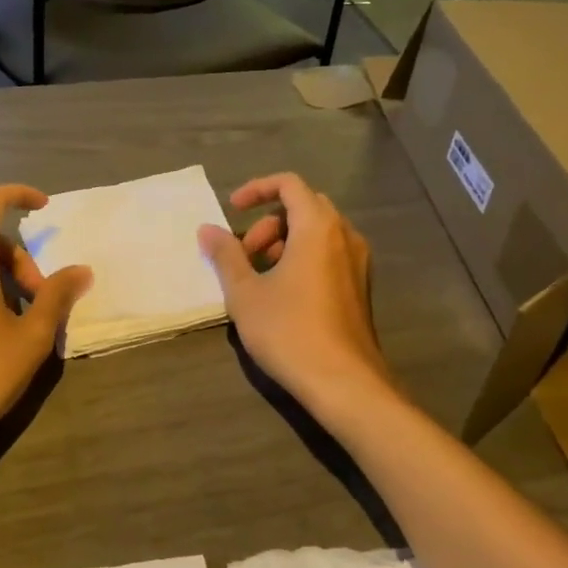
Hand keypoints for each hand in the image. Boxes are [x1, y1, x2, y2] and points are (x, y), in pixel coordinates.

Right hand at [199, 174, 393, 415]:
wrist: (344, 382)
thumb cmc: (289, 331)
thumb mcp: (245, 293)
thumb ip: (225, 255)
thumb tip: (207, 229)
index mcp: (318, 227)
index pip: (289, 184)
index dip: (256, 189)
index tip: (231, 210)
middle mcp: (344, 235)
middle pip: (304, 207)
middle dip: (268, 222)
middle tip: (244, 254)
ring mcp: (358, 262)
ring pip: (318, 232)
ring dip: (284, 241)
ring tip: (259, 277)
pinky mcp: (360, 286)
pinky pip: (329, 253)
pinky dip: (302, 257)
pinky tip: (283, 294)